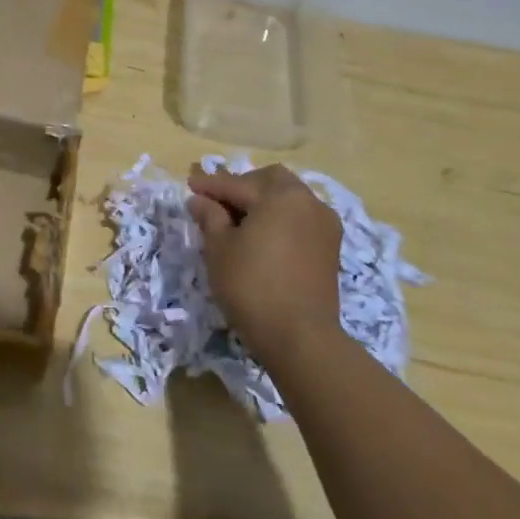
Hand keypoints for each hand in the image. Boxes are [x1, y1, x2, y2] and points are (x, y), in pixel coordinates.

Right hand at [187, 165, 343, 365]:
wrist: (300, 337)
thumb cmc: (251, 286)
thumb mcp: (219, 248)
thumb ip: (210, 216)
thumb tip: (201, 200)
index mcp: (280, 196)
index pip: (237, 184)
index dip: (210, 185)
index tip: (189, 185)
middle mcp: (308, 202)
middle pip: (271, 181)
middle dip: (243, 186)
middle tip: (217, 202)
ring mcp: (324, 224)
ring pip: (289, 198)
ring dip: (263, 202)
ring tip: (238, 220)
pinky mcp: (330, 247)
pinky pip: (300, 219)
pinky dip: (280, 219)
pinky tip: (261, 236)